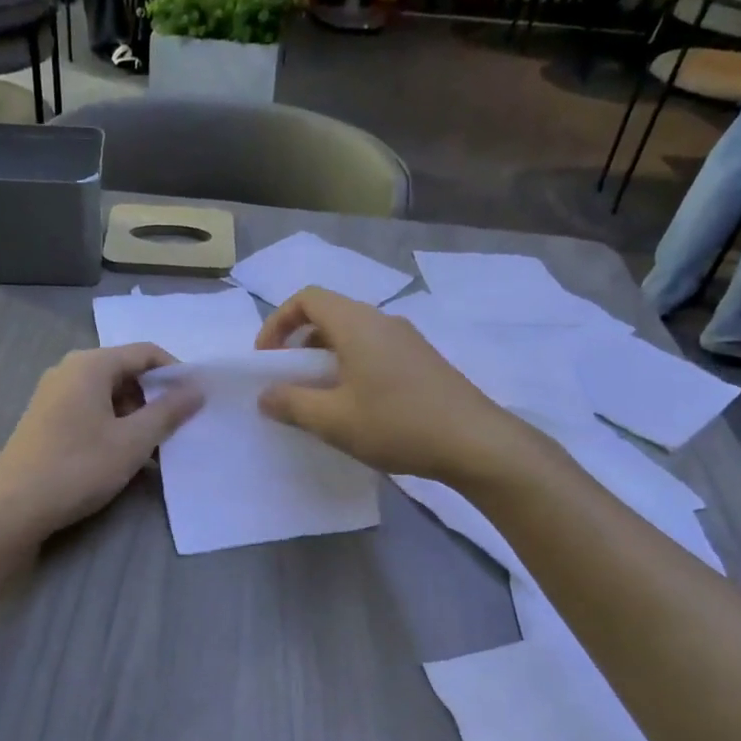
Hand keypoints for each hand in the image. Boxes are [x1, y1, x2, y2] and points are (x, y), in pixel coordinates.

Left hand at [0, 344, 202, 538]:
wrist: (13, 507)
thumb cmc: (79, 467)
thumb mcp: (133, 441)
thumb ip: (168, 412)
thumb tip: (197, 389)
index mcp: (90, 365)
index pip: (146, 352)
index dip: (176, 373)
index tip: (196, 402)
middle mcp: (69, 370)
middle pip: (126, 373)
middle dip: (155, 399)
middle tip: (174, 432)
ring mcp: (53, 395)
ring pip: (109, 396)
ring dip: (136, 418)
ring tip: (152, 453)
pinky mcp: (46, 419)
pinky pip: (91, 412)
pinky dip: (113, 428)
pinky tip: (123, 459)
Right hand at [254, 288, 522, 481]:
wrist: (475, 442)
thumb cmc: (397, 424)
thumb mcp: (334, 420)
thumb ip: (292, 404)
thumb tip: (265, 394)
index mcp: (357, 324)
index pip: (307, 298)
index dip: (278, 323)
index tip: (268, 360)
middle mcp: (382, 321)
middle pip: (329, 316)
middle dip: (300, 345)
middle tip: (289, 383)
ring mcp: (407, 339)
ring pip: (353, 336)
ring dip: (326, 360)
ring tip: (319, 400)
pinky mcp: (422, 360)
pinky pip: (374, 351)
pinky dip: (352, 368)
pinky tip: (356, 408)